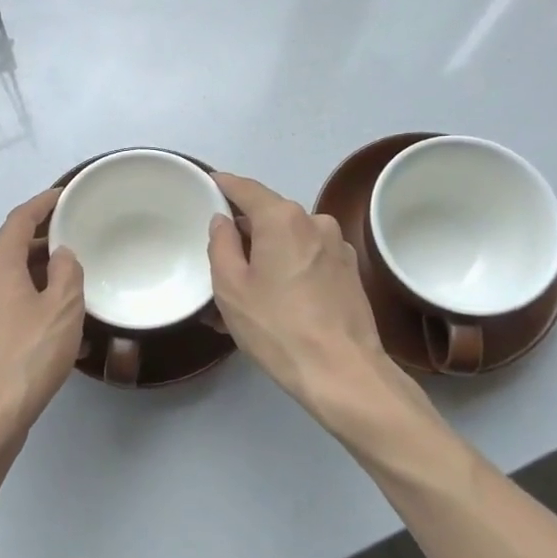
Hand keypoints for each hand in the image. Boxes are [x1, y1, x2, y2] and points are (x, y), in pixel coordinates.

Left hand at [0, 189, 85, 458]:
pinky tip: (40, 334)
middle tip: (71, 248)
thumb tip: (60, 254)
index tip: (63, 196)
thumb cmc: (27, 358)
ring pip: (2, 286)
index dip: (41, 204)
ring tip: (63, 295)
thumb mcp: (63, 310)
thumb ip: (67, 273)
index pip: (18, 220)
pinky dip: (19, 310)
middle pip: (8, 252)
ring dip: (30, 282)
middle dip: (39, 246)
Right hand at [208, 172, 390, 412]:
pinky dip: (288, 270)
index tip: (207, 185)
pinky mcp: (350, 272)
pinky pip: (308, 260)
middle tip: (218, 258)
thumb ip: (221, 244)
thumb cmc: (277, 326)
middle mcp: (315, 222)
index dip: (223, 185)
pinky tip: (274, 301)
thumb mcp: (231, 287)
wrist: (343, 372)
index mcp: (283, 218)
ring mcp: (337, 247)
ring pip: (289, 241)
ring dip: (266, 256)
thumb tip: (223, 221)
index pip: (246, 188)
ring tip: (244, 291)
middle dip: (244, 233)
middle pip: (269, 216)